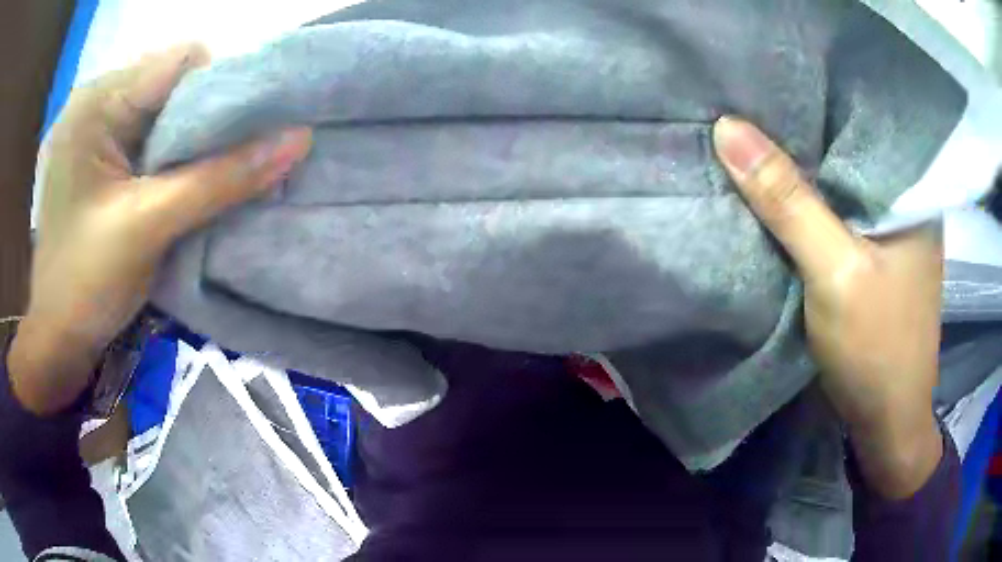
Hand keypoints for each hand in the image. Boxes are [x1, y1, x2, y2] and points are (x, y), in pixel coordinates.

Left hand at [8, 44, 312, 413]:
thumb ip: (221, 179)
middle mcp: (99, 101)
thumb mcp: (150, 226)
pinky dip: (175, 157)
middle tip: (223, 164)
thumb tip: (300, 139)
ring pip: (167, 111)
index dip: (219, 92)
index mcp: (98, 100)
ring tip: (203, 178)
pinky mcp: (101, 156)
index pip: (182, 61)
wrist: (58, 338)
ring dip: (192, 142)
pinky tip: (180, 185)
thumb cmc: (86, 283)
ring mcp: (98, 128)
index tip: (239, 139)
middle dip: (205, 120)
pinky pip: (152, 137)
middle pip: (175, 83)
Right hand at [713, 117, 942, 498]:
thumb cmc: (876, 348)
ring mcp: (886, 229)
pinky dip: (806, 200)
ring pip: (837, 180)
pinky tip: (775, 184)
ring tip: (752, 128)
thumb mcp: (835, 272)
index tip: (759, 76)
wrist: (884, 421)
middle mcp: (902, 199)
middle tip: (744, 96)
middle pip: (845, 149)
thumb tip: (728, 129)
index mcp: (911, 189)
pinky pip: (834, 211)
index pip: (859, 119)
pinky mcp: (870, 254)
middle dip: (800, 130)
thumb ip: (789, 202)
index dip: (810, 96)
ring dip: (799, 165)